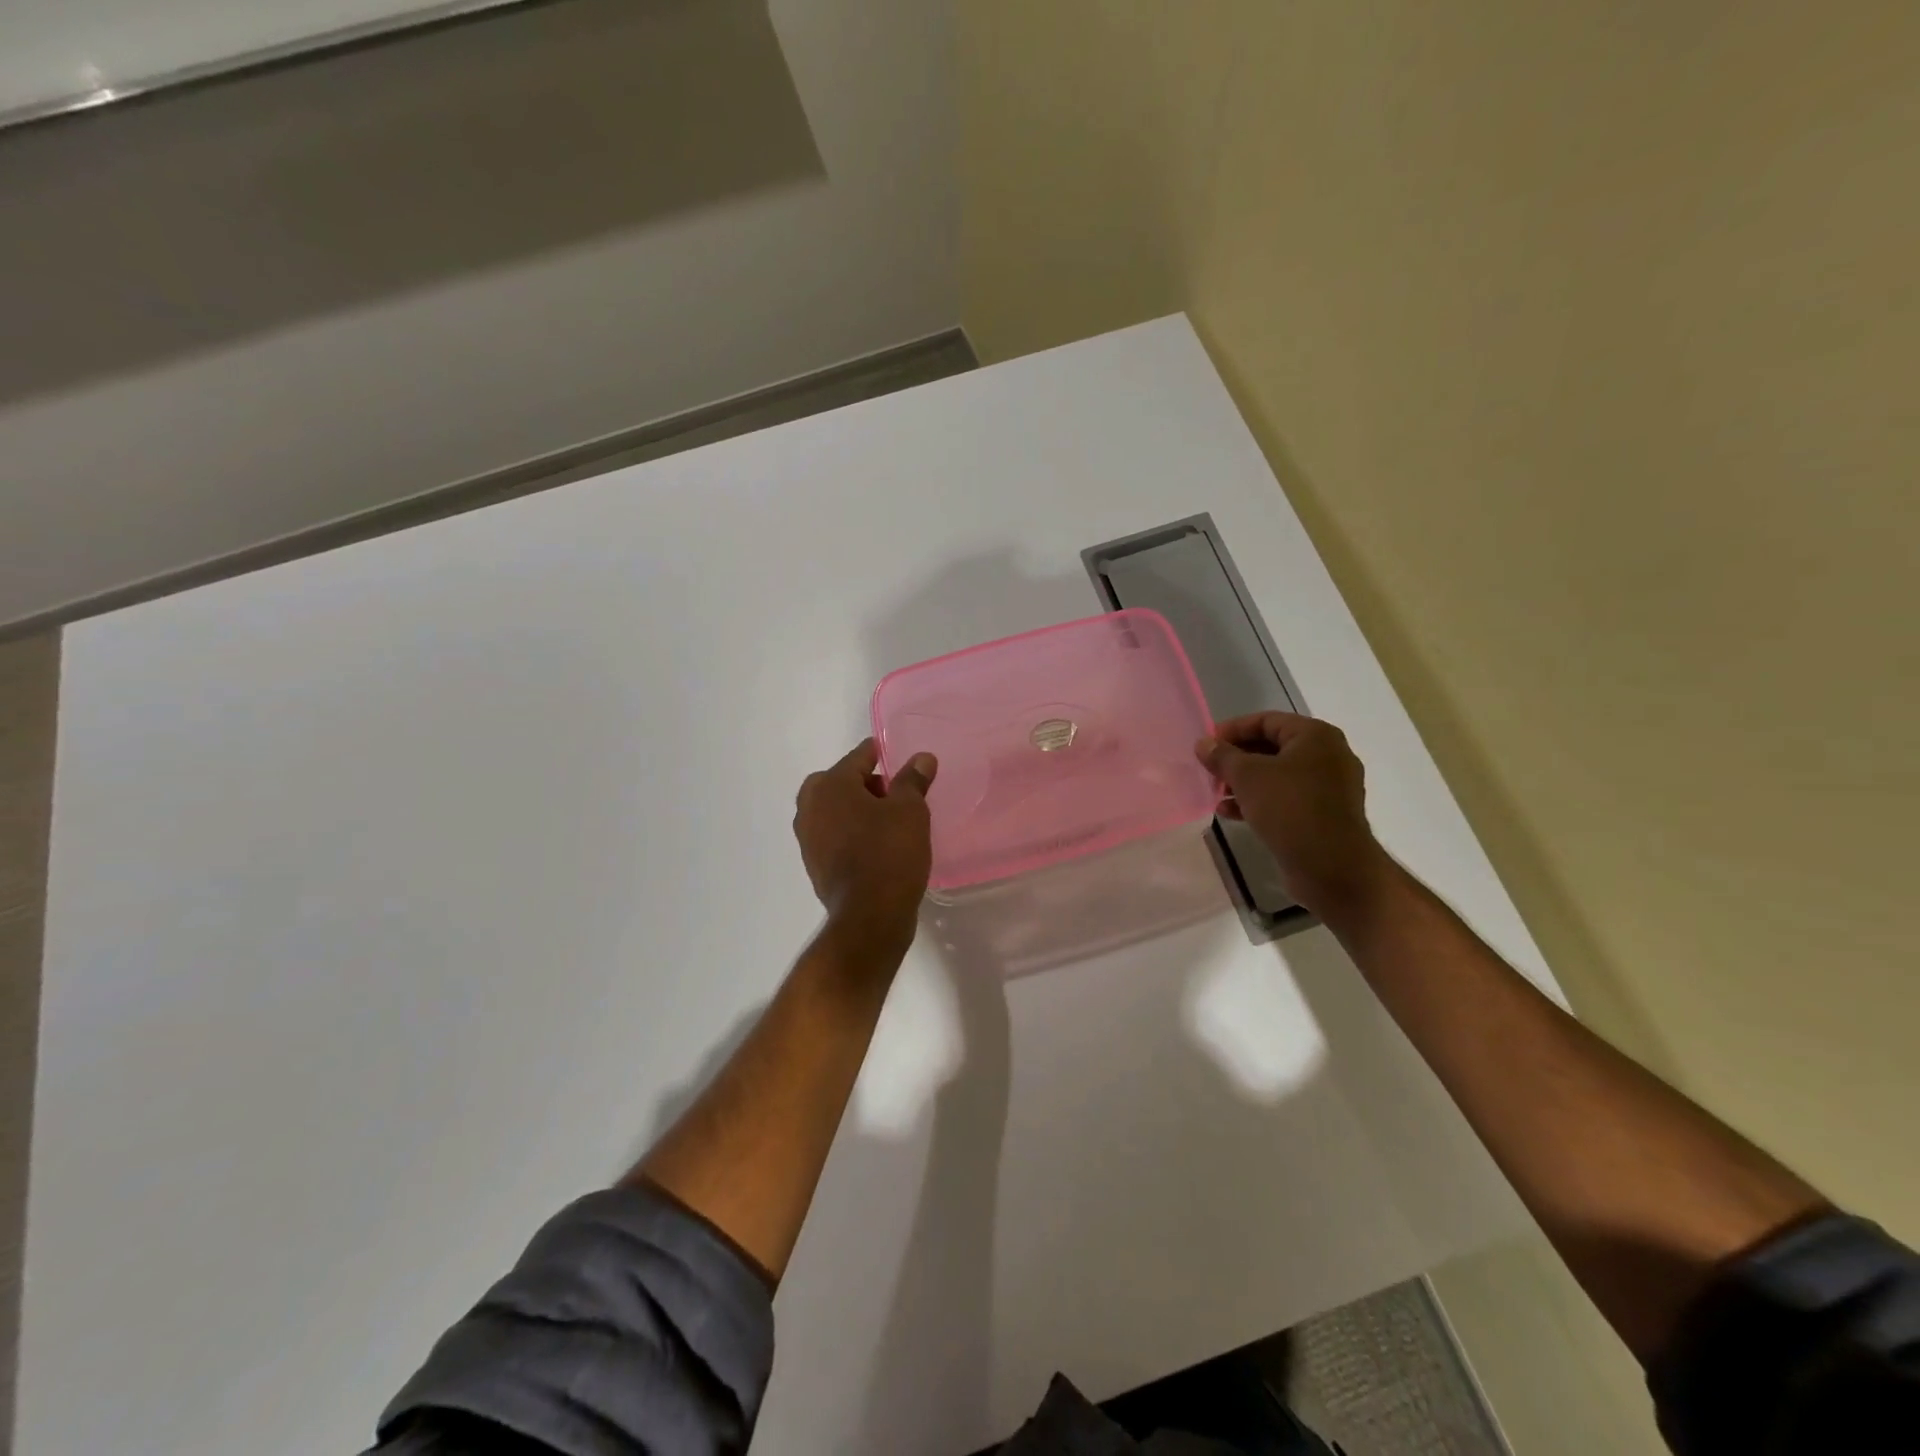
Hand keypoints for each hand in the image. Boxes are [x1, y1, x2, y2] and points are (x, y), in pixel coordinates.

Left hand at [793, 739, 937, 953]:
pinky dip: (851, 833)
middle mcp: (810, 807)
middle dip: (865, 784)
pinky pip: (834, 836)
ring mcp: (807, 839)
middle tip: (894, 793)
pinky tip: (876, 845)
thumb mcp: (910, 811)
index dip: (878, 754)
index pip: (858, 757)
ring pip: (835, 811)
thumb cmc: (890, 852)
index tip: (893, 754)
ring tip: (889, 820)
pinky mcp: (814, 865)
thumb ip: (913, 780)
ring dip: (857, 809)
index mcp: (830, 785)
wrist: (869, 916)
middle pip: (840, 783)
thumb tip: (921, 758)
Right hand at [1195, 712, 1389, 914]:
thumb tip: (1203, 743)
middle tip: (1209, 770)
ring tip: (1216, 794)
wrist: (1332, 866)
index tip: (1206, 744)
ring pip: (1278, 776)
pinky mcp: (1324, 815)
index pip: (1267, 720)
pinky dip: (1259, 801)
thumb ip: (1223, 756)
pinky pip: (1286, 799)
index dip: (1233, 729)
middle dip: (1237, 759)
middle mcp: (1328, 756)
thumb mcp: (1248, 776)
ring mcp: (1329, 788)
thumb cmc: (1290, 808)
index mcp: (1315, 736)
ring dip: (1244, 783)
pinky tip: (1231, 813)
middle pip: (1272, 747)